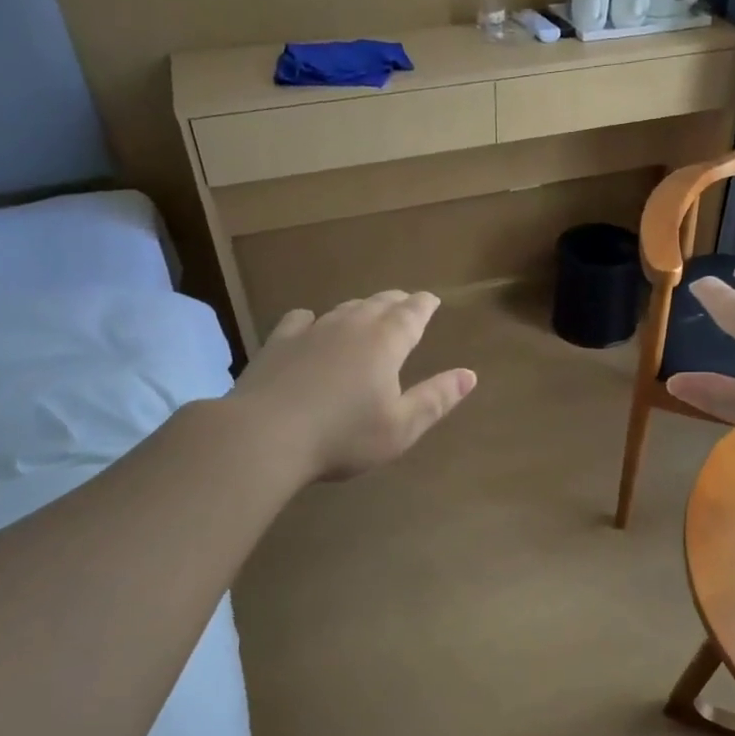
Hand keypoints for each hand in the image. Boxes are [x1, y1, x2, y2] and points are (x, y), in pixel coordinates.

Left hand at [230, 291, 475, 481]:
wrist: (264, 435)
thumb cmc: (343, 436)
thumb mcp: (401, 427)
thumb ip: (436, 398)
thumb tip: (469, 374)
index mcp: (386, 342)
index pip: (412, 313)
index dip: (424, 305)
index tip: (431, 300)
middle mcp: (352, 326)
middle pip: (379, 303)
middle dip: (397, 302)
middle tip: (406, 302)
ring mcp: (312, 330)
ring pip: (344, 308)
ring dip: (361, 307)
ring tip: (368, 311)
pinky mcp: (279, 342)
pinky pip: (301, 319)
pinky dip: (314, 318)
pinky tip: (311, 324)